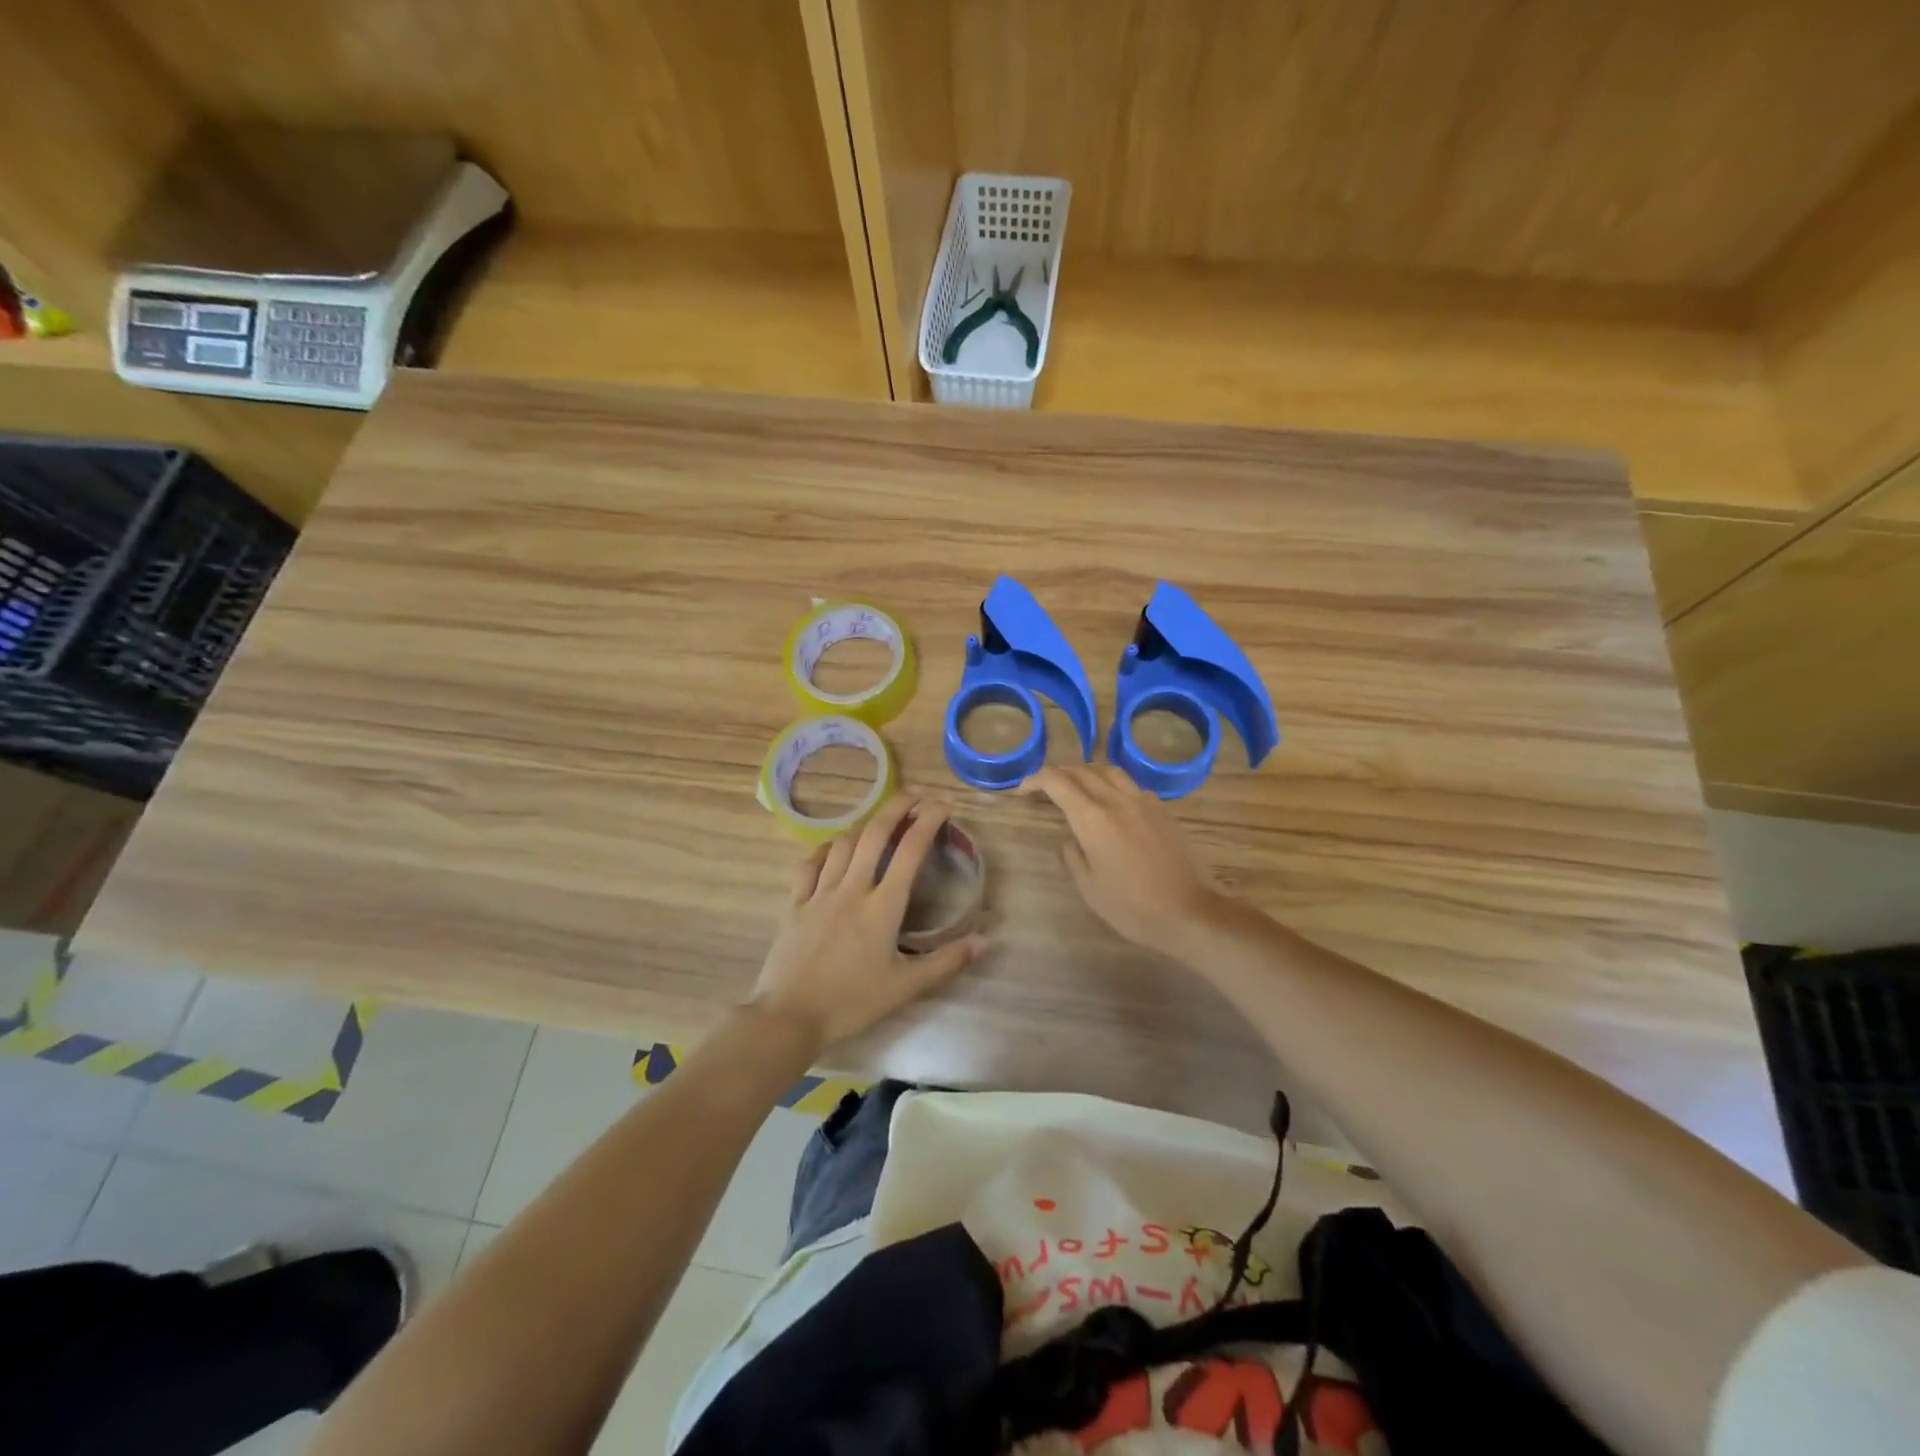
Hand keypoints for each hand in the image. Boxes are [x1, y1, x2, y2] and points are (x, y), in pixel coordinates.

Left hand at [750, 796, 987, 1052]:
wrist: (789, 1016)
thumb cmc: (851, 1003)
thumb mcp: (906, 987)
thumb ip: (947, 962)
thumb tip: (985, 941)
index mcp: (882, 907)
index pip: (910, 851)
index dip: (928, 821)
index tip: (943, 804)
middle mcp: (852, 889)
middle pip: (874, 834)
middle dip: (896, 807)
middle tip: (914, 794)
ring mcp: (819, 893)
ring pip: (843, 844)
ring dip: (864, 826)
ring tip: (879, 821)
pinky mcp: (795, 904)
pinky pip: (810, 864)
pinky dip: (826, 849)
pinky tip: (833, 848)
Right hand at [1019, 765, 1225, 955]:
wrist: (1190, 912)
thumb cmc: (1132, 906)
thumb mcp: (1089, 887)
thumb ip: (1073, 856)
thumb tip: (1070, 838)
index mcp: (1093, 818)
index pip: (1057, 782)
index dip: (1036, 780)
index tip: (1023, 791)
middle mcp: (1117, 800)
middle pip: (1082, 771)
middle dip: (1058, 774)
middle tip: (1043, 788)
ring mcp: (1143, 802)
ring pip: (1109, 771)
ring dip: (1086, 773)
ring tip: (1076, 788)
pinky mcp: (1162, 811)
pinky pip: (1130, 785)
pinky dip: (1112, 785)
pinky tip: (1111, 804)